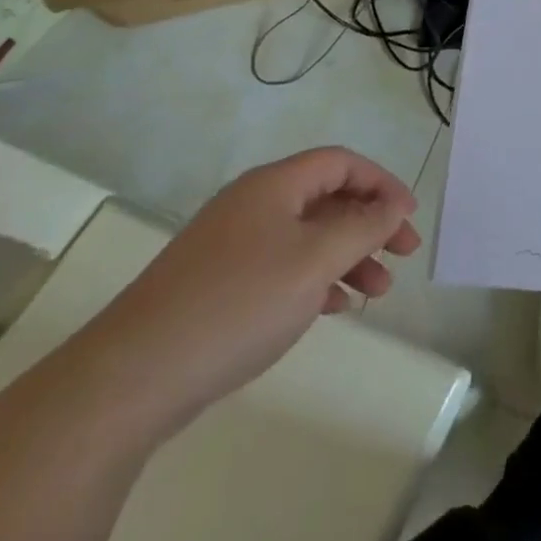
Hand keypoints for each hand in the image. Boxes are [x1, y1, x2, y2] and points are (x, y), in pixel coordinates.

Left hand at [63, 147, 419, 436]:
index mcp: (275, 184)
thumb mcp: (315, 259)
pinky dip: (315, 278)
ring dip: (347, 256)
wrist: (131, 377)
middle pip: (326, 198)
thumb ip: (362, 227)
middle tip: (403, 255)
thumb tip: (393, 205)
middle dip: (370, 223)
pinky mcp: (216, 284)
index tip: (409, 217)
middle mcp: (253, 204)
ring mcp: (231, 244)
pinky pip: (282, 266)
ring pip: (306, 236)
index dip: (381, 183)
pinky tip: (332, 306)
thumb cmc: (238, 303)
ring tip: (376, 292)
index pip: (341, 163)